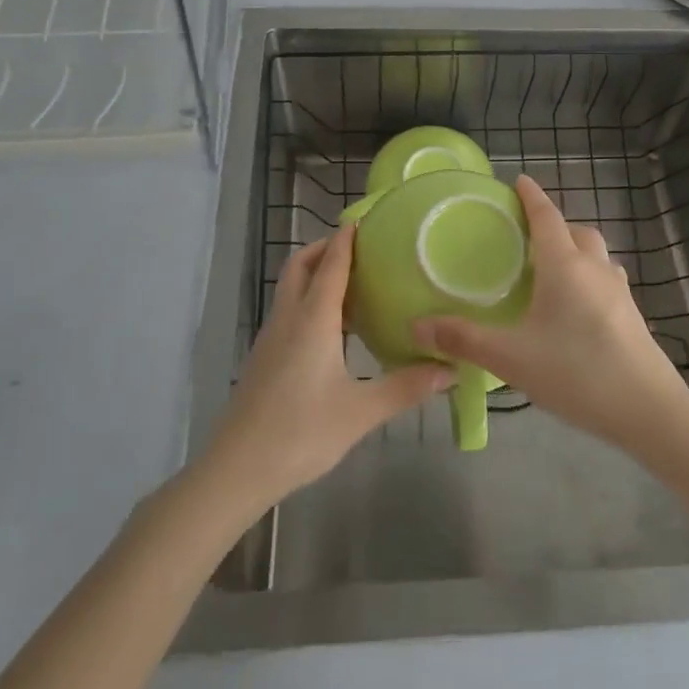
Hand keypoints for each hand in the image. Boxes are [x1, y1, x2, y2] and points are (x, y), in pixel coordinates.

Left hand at [202, 225, 453, 511]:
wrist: (237, 469)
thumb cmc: (301, 433)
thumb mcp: (361, 412)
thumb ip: (405, 388)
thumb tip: (450, 370)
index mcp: (312, 320)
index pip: (331, 265)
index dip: (346, 239)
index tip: (363, 219)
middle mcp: (288, 319)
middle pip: (301, 266)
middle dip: (324, 248)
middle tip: (358, 247)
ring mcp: (271, 338)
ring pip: (291, 288)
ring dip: (316, 274)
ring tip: (353, 283)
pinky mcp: (264, 358)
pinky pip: (289, 312)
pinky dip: (309, 301)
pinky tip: (332, 329)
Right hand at [415, 176, 688, 452]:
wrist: (649, 411)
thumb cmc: (576, 372)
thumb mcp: (511, 358)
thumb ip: (463, 340)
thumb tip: (416, 326)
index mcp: (565, 266)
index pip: (546, 217)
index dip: (531, 197)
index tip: (519, 181)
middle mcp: (594, 269)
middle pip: (576, 231)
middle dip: (553, 224)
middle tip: (526, 237)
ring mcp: (619, 292)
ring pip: (596, 255)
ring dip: (575, 250)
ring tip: (550, 270)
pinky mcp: (632, 316)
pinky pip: (606, 280)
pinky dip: (588, 277)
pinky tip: (575, 307)